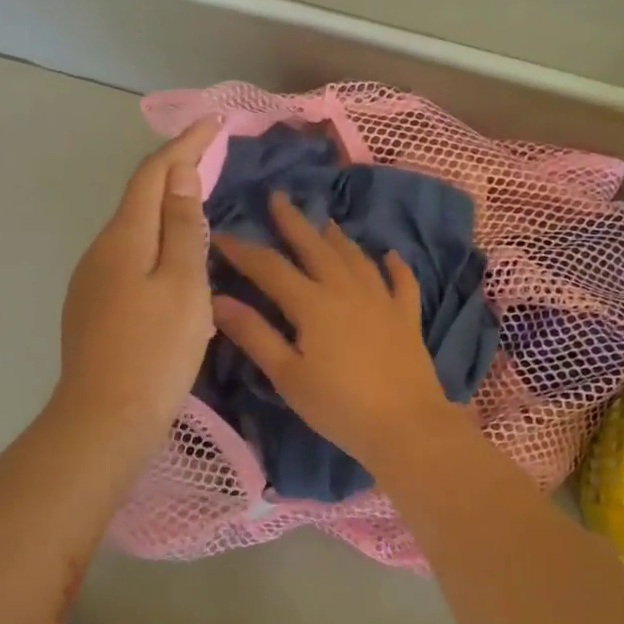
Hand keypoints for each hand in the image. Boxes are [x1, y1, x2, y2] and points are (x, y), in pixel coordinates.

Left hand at [54, 119, 218, 447]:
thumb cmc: (155, 350)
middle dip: (174, 172)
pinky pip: (128, 260)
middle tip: (212, 160)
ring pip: (133, 231)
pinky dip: (155, 245)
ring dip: (165, 210)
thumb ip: (181, 227)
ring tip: (199, 207)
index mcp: (124, 238)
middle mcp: (100, 250)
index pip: (153, 174)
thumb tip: (179, 174)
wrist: (104, 418)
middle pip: (139, 198)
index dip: (183, 144)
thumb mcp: (183, 285)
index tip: (213, 122)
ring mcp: (91, 280)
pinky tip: (174, 264)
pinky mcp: (92, 307)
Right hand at [211, 191, 464, 474]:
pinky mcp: (406, 316)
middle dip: (293, 222)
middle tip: (278, 197)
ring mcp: (381, 300)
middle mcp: (346, 289)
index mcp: (312, 303)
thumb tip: (217, 299)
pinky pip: (401, 282)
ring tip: (324, 222)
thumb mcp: (288, 375)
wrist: (406, 426)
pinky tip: (390, 255)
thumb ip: (254, 334)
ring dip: (337, 238)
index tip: (221, 233)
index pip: (269, 267)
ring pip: (355, 258)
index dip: (243, 249)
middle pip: (315, 247)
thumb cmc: (339, 406)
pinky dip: (394, 266)